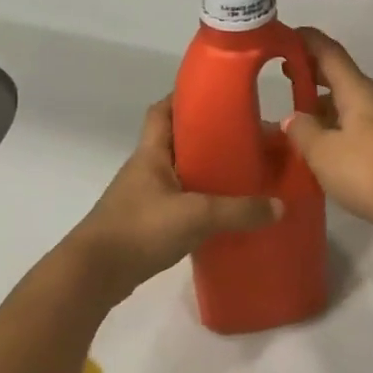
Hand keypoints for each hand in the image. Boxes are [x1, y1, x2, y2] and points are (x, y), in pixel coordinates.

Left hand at [61, 98, 279, 305]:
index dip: (184, 97)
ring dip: (205, 170)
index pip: (162, 110)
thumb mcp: (196, 216)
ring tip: (241, 173)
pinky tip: (222, 212)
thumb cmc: (139, 229)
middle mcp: (146, 169)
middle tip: (244, 138)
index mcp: (151, 153)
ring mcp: (143, 197)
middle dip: (208, 136)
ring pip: (180, 172)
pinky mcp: (146, 224)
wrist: (92, 276)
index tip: (216, 96)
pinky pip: (179, 201)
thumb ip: (239, 211)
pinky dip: (200, 201)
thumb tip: (281, 206)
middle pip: (177, 140)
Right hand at [283, 29, 372, 237]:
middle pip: (340, 76)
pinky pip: (359, 124)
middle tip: (283, 77)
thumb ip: (304, 132)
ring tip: (297, 119)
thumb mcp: (324, 153)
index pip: (329, 52)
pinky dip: (337, 126)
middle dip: (312, 74)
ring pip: (350, 103)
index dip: (306, 41)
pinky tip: (323, 147)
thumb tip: (294, 117)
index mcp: (357, 90)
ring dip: (324, 105)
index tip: (284, 35)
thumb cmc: (370, 170)